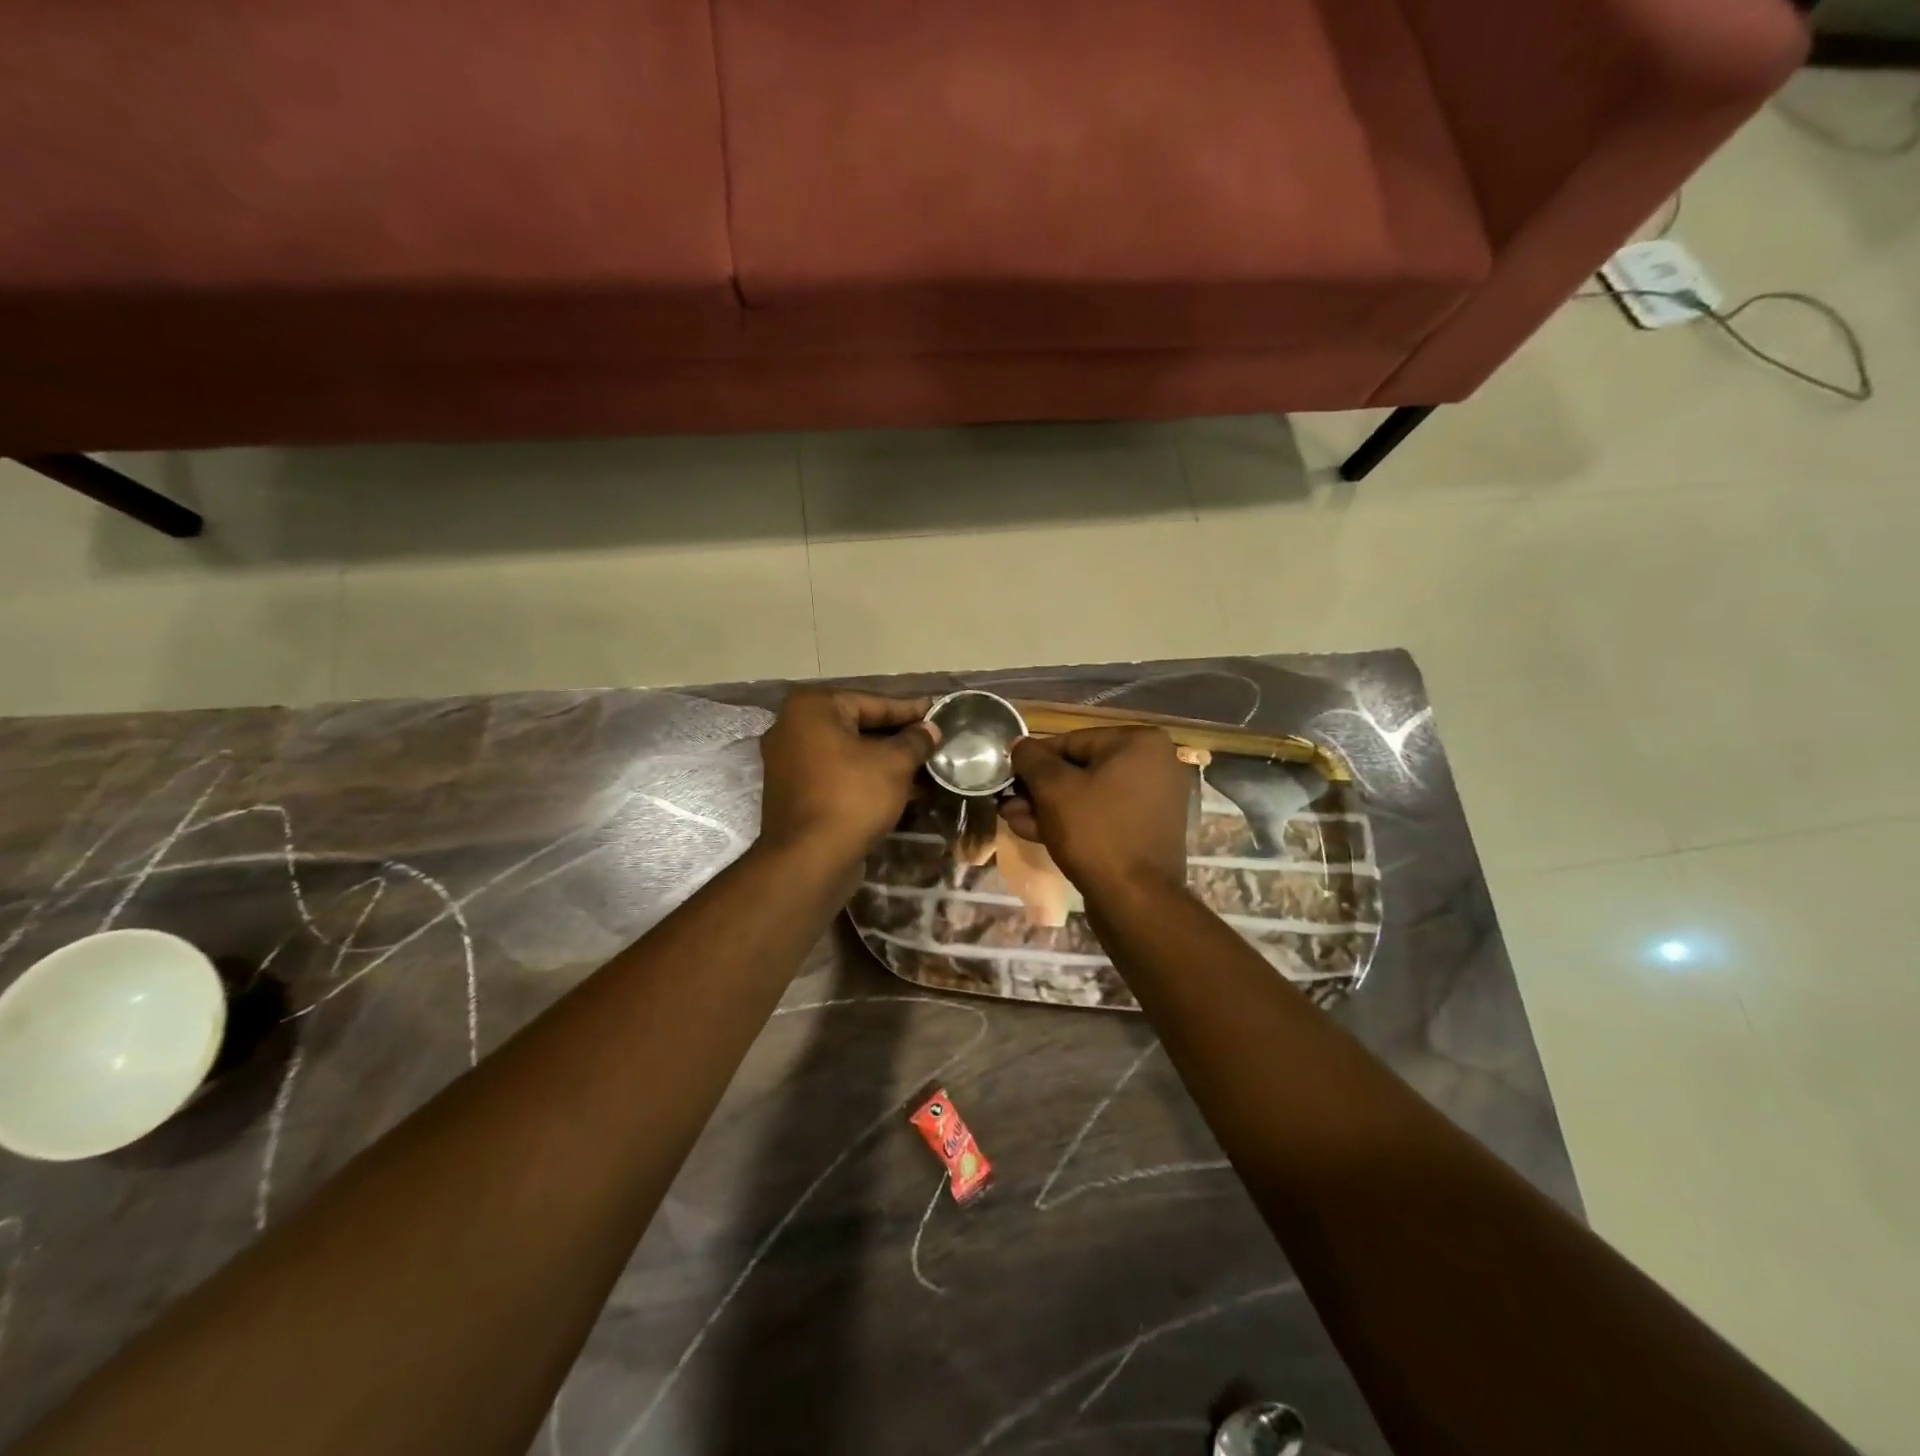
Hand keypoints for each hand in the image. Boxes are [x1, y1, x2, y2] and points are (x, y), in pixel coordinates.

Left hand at [758, 689, 938, 864]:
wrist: (809, 859)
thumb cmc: (853, 796)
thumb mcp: (895, 763)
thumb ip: (915, 740)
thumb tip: (931, 729)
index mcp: (811, 708)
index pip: (872, 702)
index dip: (909, 710)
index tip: (936, 712)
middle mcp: (792, 728)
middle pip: (858, 726)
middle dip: (897, 737)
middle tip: (932, 740)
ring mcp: (788, 762)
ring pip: (848, 753)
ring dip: (884, 761)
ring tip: (924, 767)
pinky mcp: (793, 793)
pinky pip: (837, 775)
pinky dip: (865, 778)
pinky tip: (901, 789)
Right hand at [1003, 728, 1190, 895]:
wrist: (1135, 900)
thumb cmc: (1095, 831)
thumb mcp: (1053, 788)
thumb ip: (1031, 759)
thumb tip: (1019, 745)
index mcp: (1140, 743)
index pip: (1072, 741)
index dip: (1034, 760)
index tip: (1008, 776)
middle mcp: (1154, 766)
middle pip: (1080, 770)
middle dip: (1039, 789)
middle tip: (1007, 802)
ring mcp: (1153, 801)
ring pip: (1088, 796)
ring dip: (1048, 807)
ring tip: (1012, 819)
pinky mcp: (1145, 832)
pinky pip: (1102, 817)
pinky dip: (1071, 822)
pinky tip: (1033, 832)